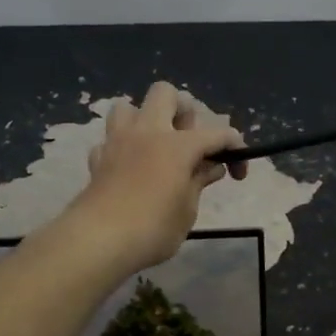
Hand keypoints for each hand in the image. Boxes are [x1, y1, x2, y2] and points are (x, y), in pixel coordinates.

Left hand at [67, 82, 246, 271]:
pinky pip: (110, 141)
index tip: (238, 174)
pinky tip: (128, 169)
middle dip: (182, 111)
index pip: (217, 134)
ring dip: (144, 121)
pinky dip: (122, 149)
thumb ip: (198, 183)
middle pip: (165, 94)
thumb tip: (210, 167)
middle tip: (188, 143)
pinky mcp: (97, 160)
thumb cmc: (153, 229)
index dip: (235, 149)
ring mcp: (118, 142)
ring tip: (155, 148)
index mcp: (177, 145)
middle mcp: (147, 132)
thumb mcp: (187, 211)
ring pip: (128, 107)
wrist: (98, 241)